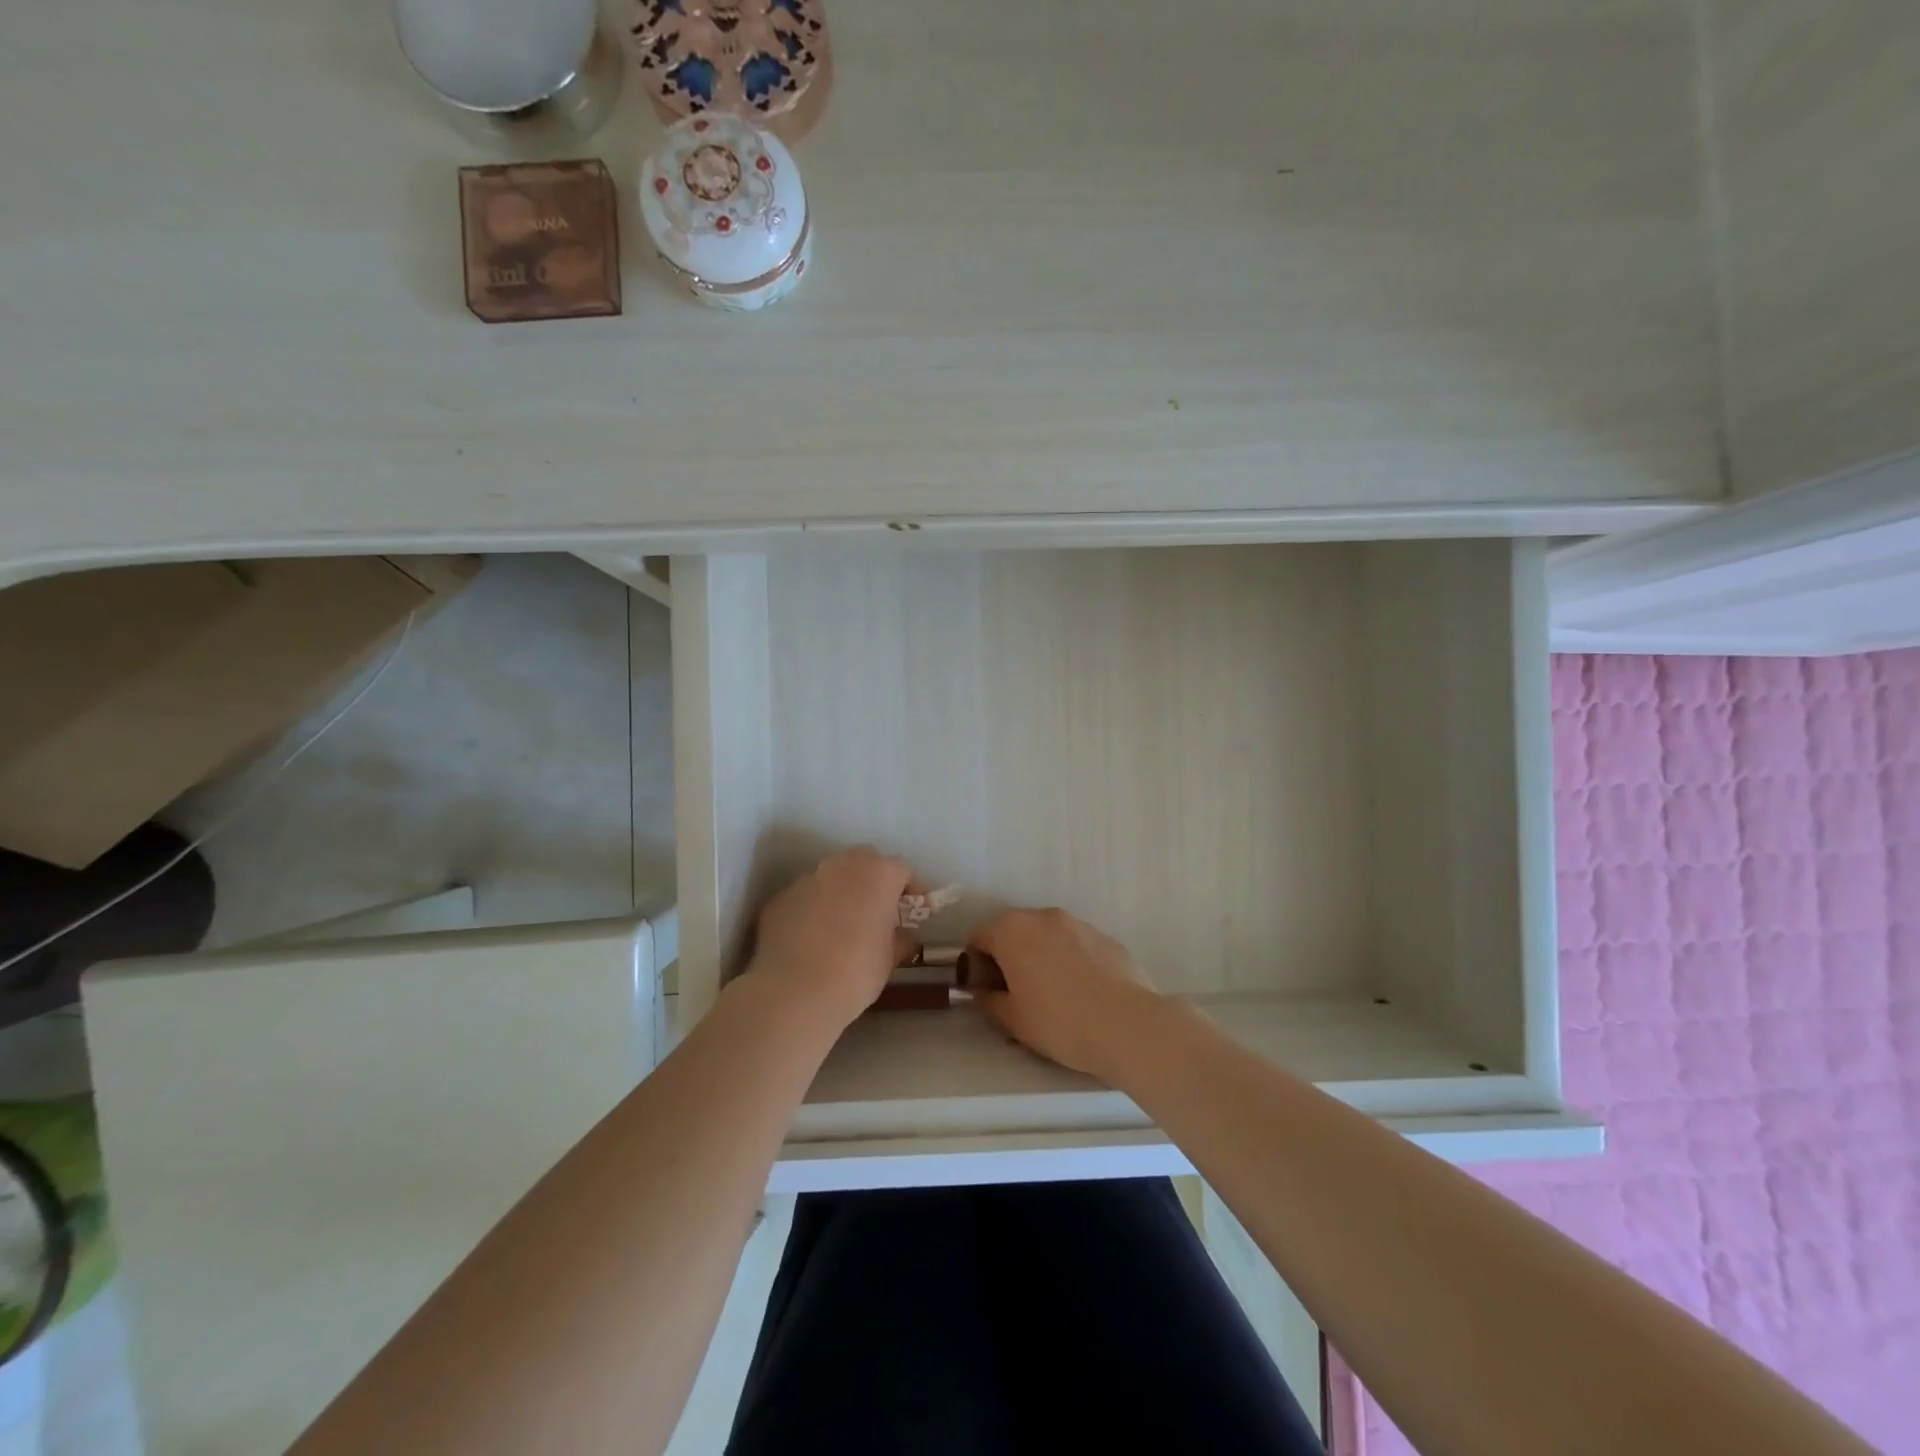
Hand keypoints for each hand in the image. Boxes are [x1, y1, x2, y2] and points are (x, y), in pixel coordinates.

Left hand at [751, 847, 914, 1028]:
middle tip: (877, 913)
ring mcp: (806, 879)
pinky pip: (805, 899)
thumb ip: (897, 939)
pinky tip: (810, 941)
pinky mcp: (780, 899)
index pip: (902, 871)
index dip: (910, 892)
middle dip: (873, 883)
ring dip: (840, 894)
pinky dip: (812, 911)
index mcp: (878, 874)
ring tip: (840, 928)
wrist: (793, 993)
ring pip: (831, 878)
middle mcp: (842, 866)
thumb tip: (898, 937)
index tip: (911, 915)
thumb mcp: (889, 960)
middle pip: (864, 863)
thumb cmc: (855, 973)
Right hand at [970, 909, 1161, 1080]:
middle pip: (1014, 932)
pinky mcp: (1105, 936)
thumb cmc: (1059, 1022)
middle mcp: (1042, 916)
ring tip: (1054, 994)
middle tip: (1018, 993)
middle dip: (1010, 956)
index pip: (980, 938)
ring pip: (1047, 936)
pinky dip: (1071, 960)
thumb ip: (989, 1000)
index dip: (977, 965)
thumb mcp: (1013, 1020)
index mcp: (1012, 931)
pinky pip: (1076, 945)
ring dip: (1042, 956)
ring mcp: (1077, 923)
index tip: (987, 990)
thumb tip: (982, 990)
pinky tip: (1083, 992)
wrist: (1126, 1025)